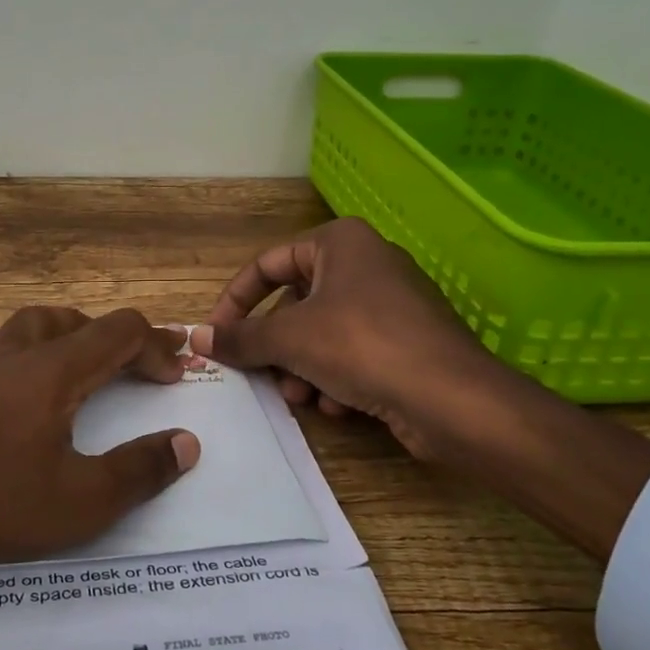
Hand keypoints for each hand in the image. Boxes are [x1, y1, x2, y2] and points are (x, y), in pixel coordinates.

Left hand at [0, 307, 200, 624]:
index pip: (119, 332)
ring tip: (80, 368)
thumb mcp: (76, 502)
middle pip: (74, 320)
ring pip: (30, 327)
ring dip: (68, 339)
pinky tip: (17, 395)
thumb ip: (138, 471)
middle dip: (114, 337)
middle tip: (135, 364)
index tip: (176, 370)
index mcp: (53, 369)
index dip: (155, 344)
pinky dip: (27, 358)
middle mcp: (14, 350)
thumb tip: (187, 442)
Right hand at [191, 218, 649, 561]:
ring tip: (303, 397)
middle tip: (261, 374)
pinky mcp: (406, 342)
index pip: (267, 264)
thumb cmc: (363, 347)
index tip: (216, 334)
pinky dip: (337, 379)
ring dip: (303, 368)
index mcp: (340, 242)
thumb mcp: (289, 338)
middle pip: (295, 304)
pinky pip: (353, 353)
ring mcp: (391, 304)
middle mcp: (366, 264)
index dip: (236, 300)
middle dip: (275, 346)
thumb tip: (195, 337)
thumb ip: (239, 336)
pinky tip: (339, 407)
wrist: (453, 400)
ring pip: (322, 333)